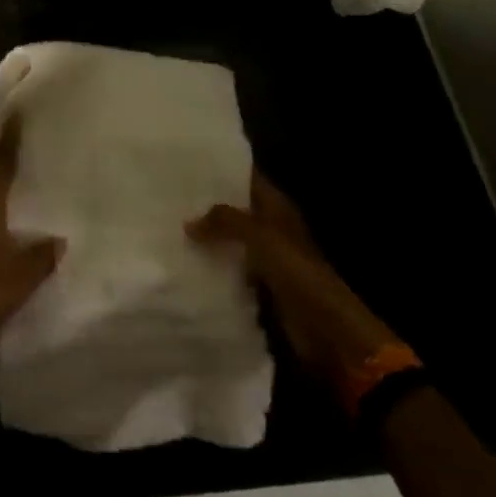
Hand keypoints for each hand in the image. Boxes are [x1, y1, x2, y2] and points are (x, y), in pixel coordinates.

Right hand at [187, 170, 401, 404]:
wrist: (330, 333)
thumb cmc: (301, 276)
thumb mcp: (263, 239)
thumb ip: (226, 222)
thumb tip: (188, 222)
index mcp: (278, 208)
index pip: (246, 177)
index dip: (220, 169)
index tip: (184, 163)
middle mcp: (271, 227)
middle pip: (235, 207)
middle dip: (206, 202)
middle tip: (166, 193)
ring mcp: (266, 257)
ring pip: (230, 237)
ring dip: (207, 234)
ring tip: (168, 223)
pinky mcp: (260, 285)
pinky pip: (230, 265)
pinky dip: (212, 262)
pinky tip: (184, 259)